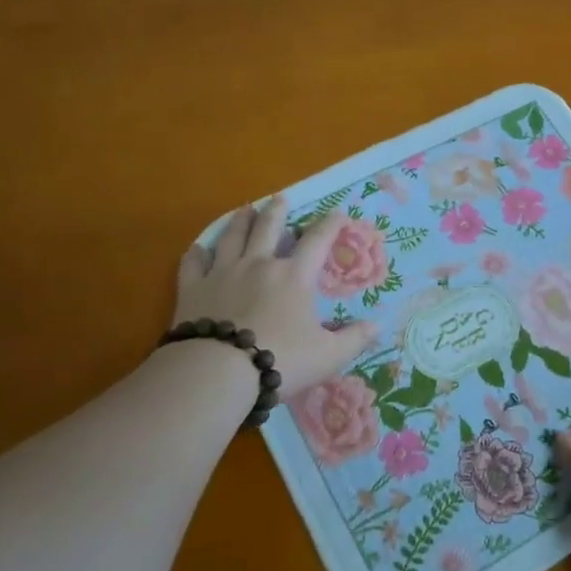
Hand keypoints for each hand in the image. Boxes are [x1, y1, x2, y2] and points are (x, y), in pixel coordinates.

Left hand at [173, 197, 375, 396]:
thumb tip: (377, 326)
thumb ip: (354, 339)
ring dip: (240, 221)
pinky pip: (193, 264)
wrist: (218, 372)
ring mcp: (222, 273)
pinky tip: (198, 248)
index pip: (317, 241)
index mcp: (294, 277)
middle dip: (277, 211)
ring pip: (232, 237)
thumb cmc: (281, 359)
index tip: (338, 212)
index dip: (330, 225)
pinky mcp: (193, 289)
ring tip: (245, 209)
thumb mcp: (329, 355)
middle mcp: (259, 265)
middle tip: (280, 198)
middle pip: (268, 228)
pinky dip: (197, 254)